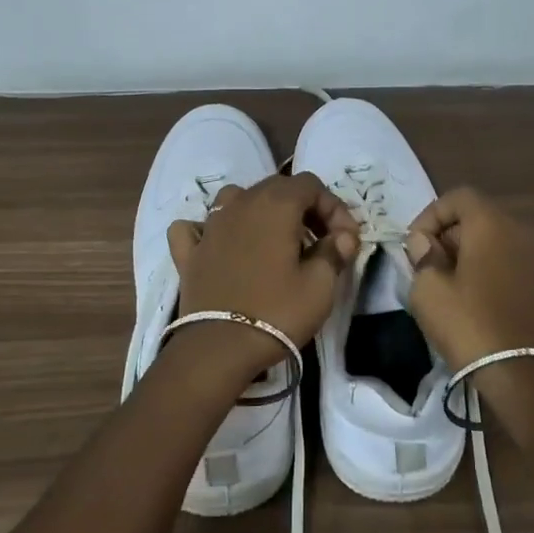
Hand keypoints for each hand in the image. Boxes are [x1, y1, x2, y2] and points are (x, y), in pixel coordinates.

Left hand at [167, 174, 360, 369]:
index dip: (333, 207)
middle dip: (303, 208)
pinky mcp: (188, 252)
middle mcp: (240, 204)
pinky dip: (210, 230)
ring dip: (259, 211)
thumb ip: (334, 252)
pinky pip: (196, 227)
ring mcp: (210, 226)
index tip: (345, 240)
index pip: (311, 184)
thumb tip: (343, 237)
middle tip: (319, 242)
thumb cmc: (277, 312)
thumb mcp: (320, 286)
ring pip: (235, 199)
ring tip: (274, 240)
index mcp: (276, 205)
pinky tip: (220, 245)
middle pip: (276, 187)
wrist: (219, 348)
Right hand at [405, 188, 533, 369]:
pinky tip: (481, 304)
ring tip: (452, 286)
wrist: (524, 376)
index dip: (431, 215)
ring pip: (500, 244)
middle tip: (428, 266)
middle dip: (450, 235)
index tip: (415, 245)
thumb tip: (426, 242)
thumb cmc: (469, 325)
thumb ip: (422, 256)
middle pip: (481, 218)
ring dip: (473, 255)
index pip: (459, 197)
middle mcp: (523, 234)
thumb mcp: (428, 290)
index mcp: (492, 225)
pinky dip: (495, 274)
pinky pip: (515, 268)